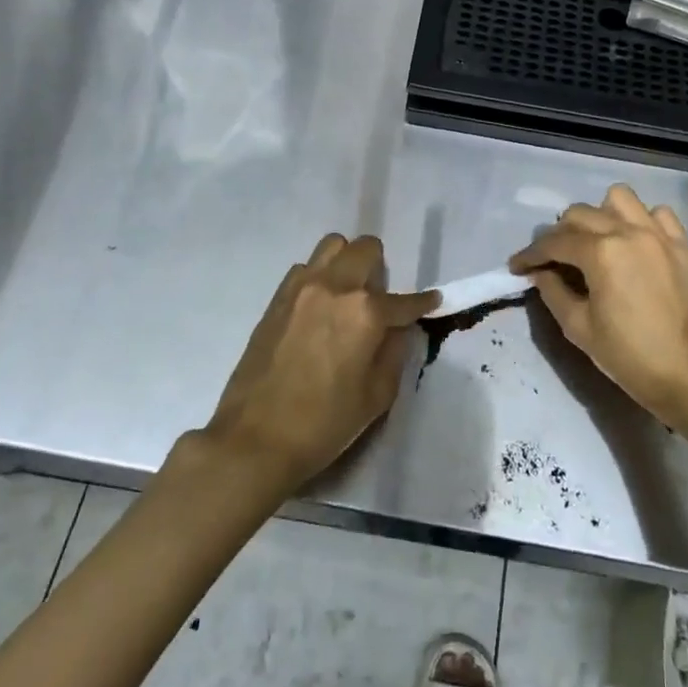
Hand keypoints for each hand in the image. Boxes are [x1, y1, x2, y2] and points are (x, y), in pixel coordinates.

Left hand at [205, 234, 436, 493]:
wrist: (255, 439)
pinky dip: (319, 277)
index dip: (423, 303)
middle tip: (380, 298)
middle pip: (365, 249)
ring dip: (347, 262)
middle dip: (381, 268)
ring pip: (332, 247)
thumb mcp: (377, 396)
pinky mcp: (276, 299)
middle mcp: (334, 288)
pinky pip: (305, 269)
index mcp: (365, 312)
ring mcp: (301, 288)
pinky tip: (320, 308)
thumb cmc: (324, 423)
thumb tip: (397, 329)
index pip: (405, 300)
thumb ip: (394, 352)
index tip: (432, 302)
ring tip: (348, 295)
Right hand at [510, 185, 687, 433]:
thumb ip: (553, 292)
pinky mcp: (682, 245)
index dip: (530, 254)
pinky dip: (641, 221)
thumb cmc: (629, 356)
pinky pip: (658, 214)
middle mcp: (629, 231)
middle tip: (553, 260)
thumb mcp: (579, 328)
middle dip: (559, 234)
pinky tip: (635, 244)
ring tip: (596, 242)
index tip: (516, 266)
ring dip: (600, 215)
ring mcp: (659, 235)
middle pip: (581, 214)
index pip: (554, 242)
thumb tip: (541, 273)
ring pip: (620, 199)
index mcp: (601, 252)